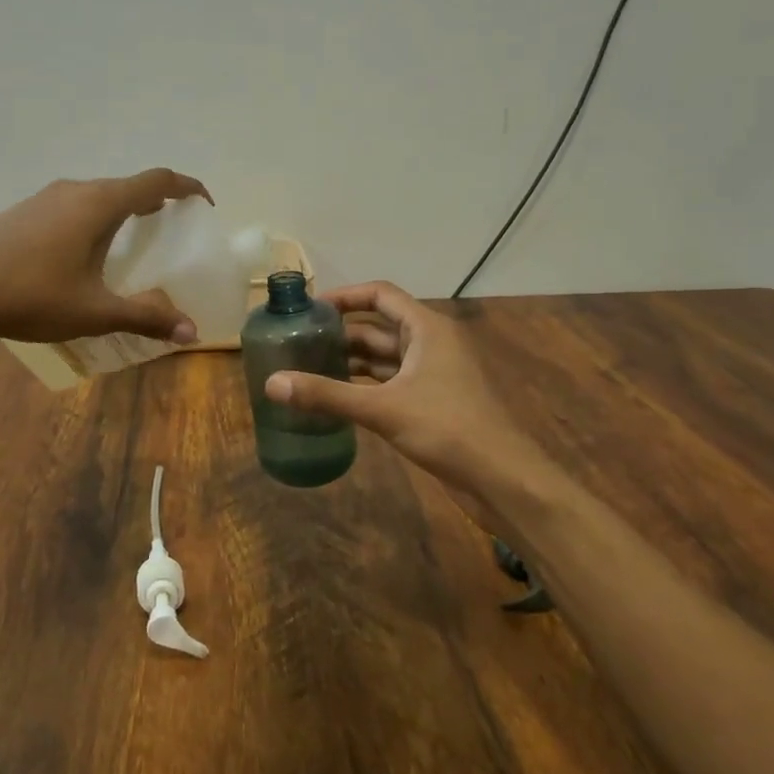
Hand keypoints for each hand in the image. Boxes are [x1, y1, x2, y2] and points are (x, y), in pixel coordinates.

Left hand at [0, 169, 213, 344]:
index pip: (157, 180)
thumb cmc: (33, 297)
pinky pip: (72, 205)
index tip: (204, 205)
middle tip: (170, 231)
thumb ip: (146, 317)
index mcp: (99, 204)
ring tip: (130, 243)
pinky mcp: (23, 211)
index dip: (187, 187)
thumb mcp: (95, 312)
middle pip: (127, 186)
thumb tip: (191, 333)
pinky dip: (92, 218)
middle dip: (155, 202)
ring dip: (121, 210)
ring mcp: (45, 197)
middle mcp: (75, 190)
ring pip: (96, 195)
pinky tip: (81, 253)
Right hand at [265, 282, 551, 532]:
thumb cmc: (447, 428)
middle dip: (341, 333)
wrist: (502, 478)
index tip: (310, 307)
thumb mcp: (382, 408)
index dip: (345, 296)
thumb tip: (271, 383)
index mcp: (427, 328)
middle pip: (379, 327)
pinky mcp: (432, 402)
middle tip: (299, 342)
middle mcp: (430, 343)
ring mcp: (433, 374)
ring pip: (384, 358)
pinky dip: (364, 385)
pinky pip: (391, 383)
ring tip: (308, 368)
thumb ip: (327, 394)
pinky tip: (337, 398)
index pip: (381, 294)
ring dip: (351, 361)